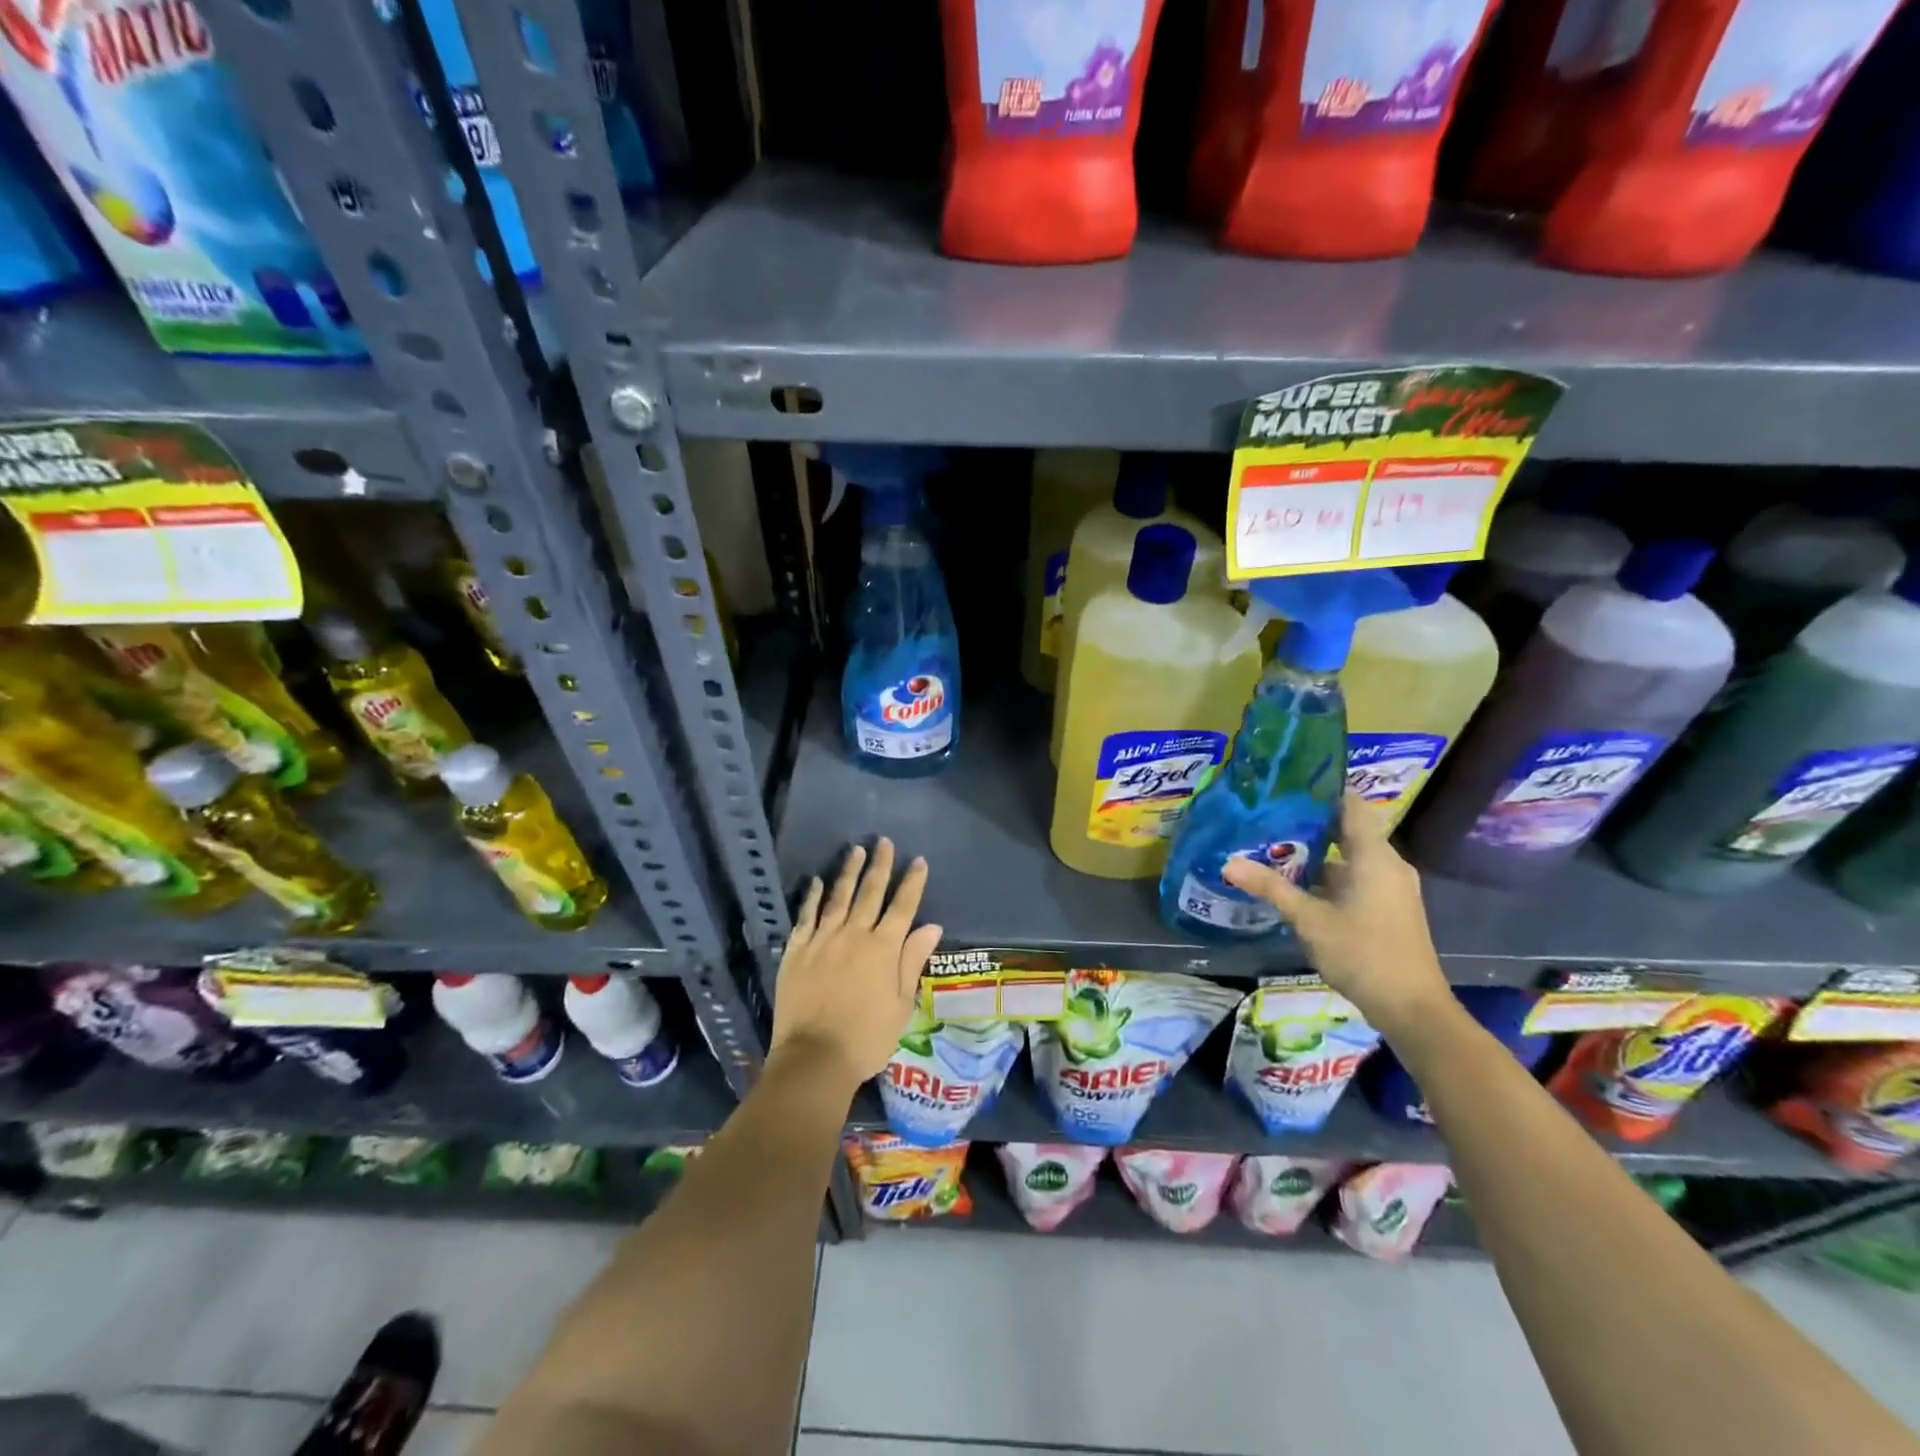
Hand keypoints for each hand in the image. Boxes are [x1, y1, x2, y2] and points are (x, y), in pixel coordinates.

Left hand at [770, 838, 942, 1093]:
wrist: (814, 1058)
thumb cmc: (867, 1038)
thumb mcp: (901, 1004)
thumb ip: (912, 961)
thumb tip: (931, 926)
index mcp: (884, 948)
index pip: (903, 906)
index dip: (912, 882)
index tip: (919, 861)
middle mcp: (854, 934)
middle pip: (870, 893)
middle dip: (880, 866)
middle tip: (884, 842)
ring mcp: (822, 940)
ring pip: (838, 897)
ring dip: (849, 872)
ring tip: (856, 851)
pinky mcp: (797, 950)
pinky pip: (806, 916)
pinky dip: (812, 897)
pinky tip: (817, 881)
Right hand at [1222, 791, 1453, 1039]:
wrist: (1412, 1009)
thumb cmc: (1362, 954)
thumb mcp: (1309, 920)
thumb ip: (1271, 887)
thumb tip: (1228, 863)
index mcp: (1375, 856)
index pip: (1350, 805)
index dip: (1320, 792)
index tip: (1285, 786)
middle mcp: (1388, 864)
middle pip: (1347, 830)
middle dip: (1308, 824)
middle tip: (1266, 818)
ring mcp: (1391, 887)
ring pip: (1350, 857)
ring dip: (1315, 854)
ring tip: (1272, 849)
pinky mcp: (1389, 907)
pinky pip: (1356, 877)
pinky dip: (1329, 876)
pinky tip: (1297, 886)